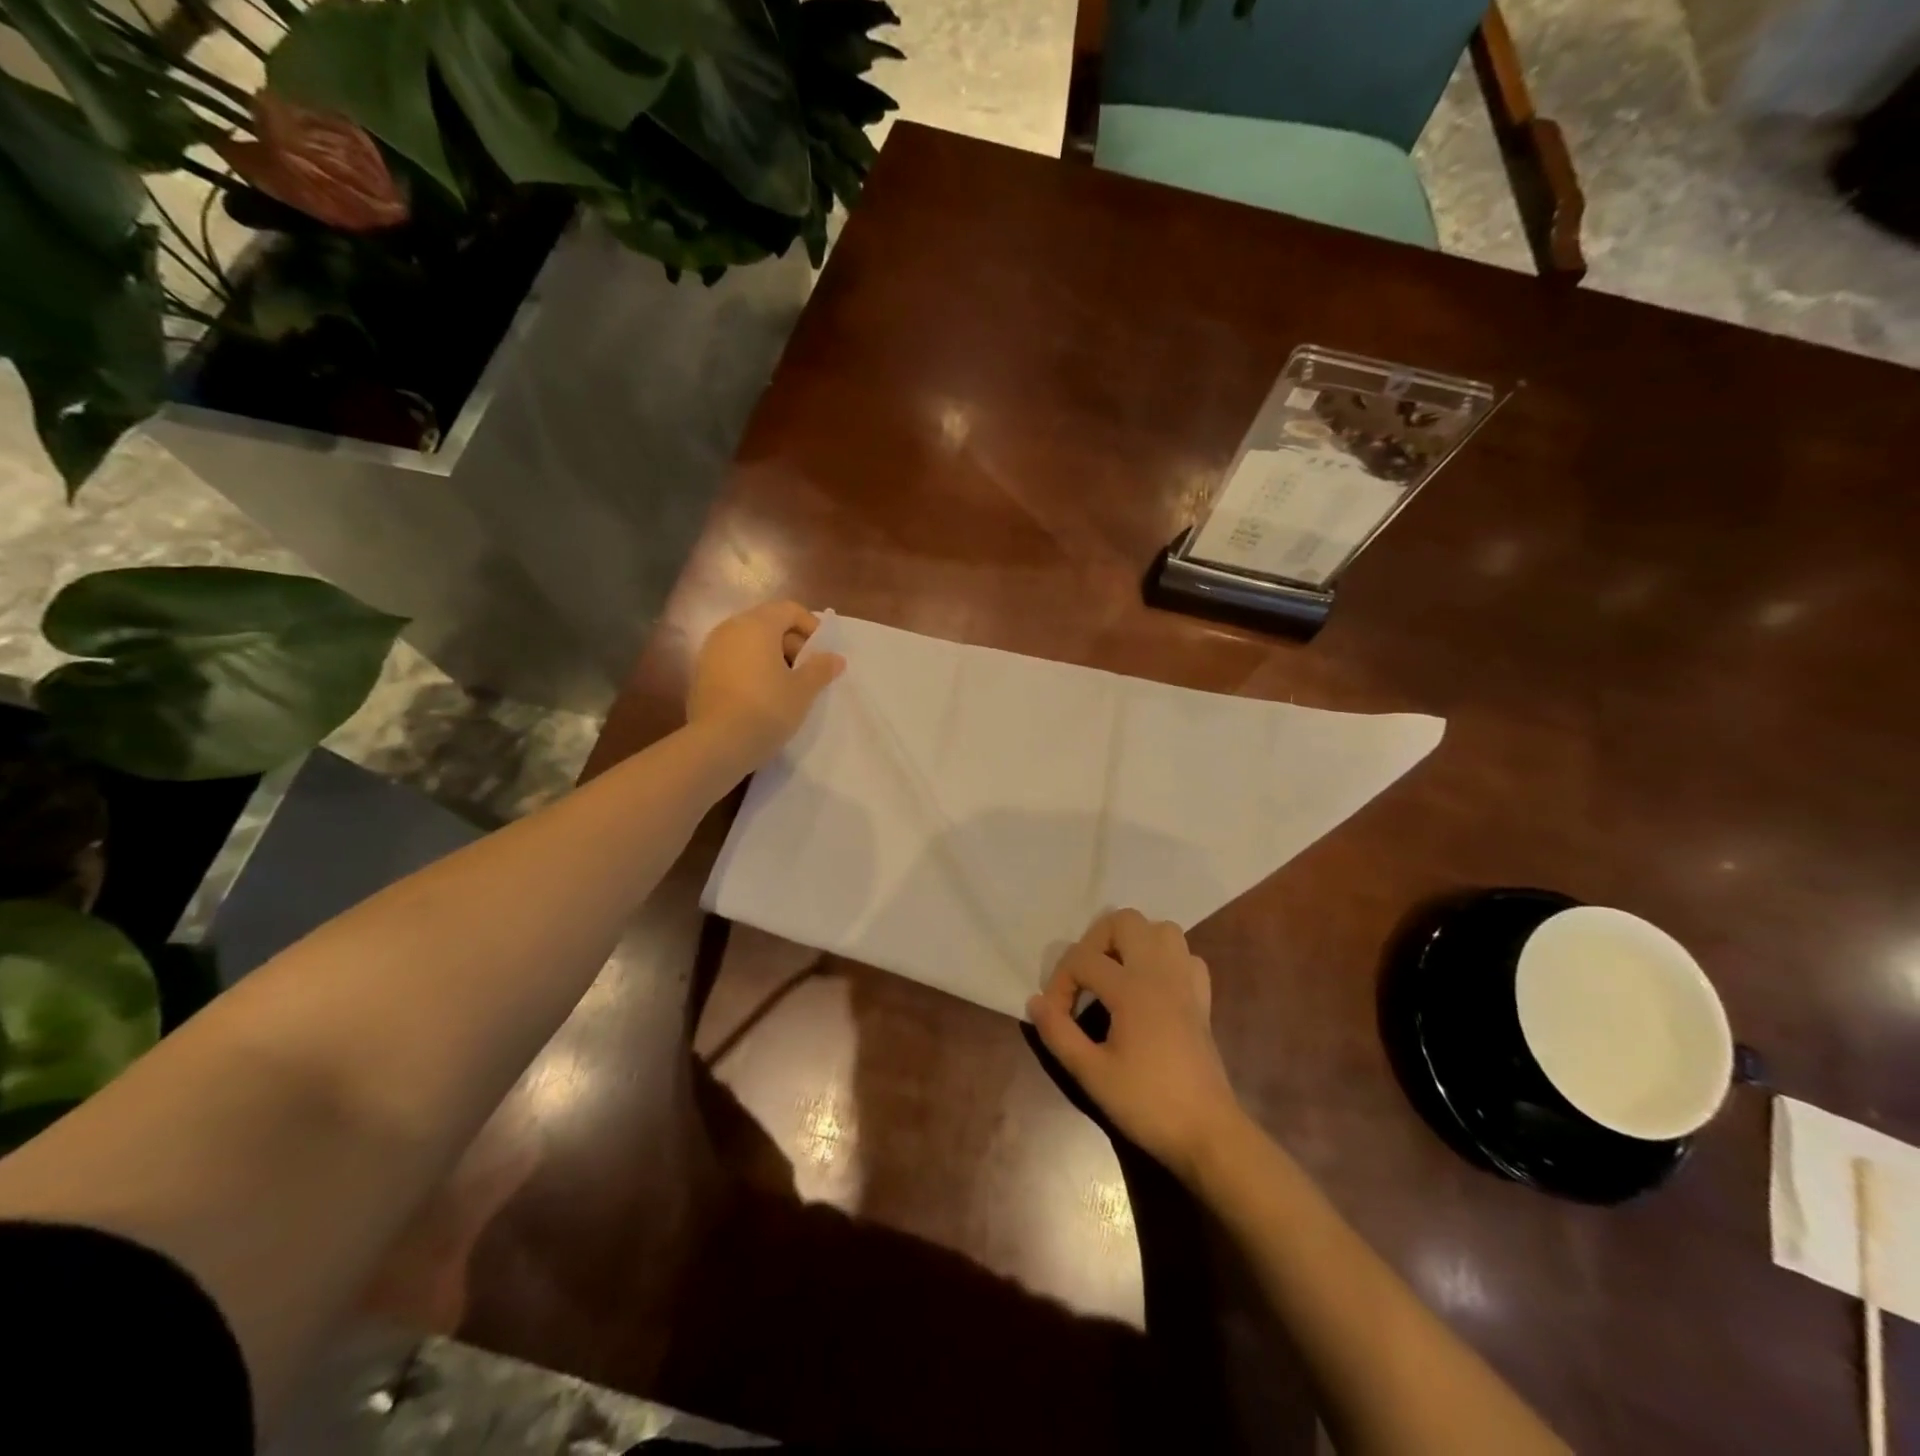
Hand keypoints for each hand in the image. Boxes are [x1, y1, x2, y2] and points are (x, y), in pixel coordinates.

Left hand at [687, 601, 844, 768]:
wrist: (717, 743)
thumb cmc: (767, 709)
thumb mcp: (803, 690)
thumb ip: (820, 669)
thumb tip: (835, 658)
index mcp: (757, 625)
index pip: (789, 610)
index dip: (811, 627)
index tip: (821, 655)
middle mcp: (730, 629)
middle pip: (768, 623)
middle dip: (792, 644)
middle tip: (807, 673)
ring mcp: (711, 650)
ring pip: (749, 643)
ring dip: (771, 658)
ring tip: (786, 687)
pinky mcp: (701, 673)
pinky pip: (734, 660)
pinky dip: (751, 669)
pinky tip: (761, 697)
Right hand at [1028, 909, 1244, 1182]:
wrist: (1207, 1133)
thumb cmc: (1146, 1103)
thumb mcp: (1091, 1074)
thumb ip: (1058, 1033)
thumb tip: (1035, 1002)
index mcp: (1132, 987)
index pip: (1082, 959)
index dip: (1060, 984)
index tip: (1056, 1017)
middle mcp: (1160, 972)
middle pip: (1125, 921)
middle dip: (1095, 941)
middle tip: (1084, 978)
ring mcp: (1186, 981)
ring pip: (1161, 929)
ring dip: (1132, 942)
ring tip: (1115, 973)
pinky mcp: (1202, 998)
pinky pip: (1184, 956)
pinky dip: (1164, 960)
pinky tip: (1151, 987)